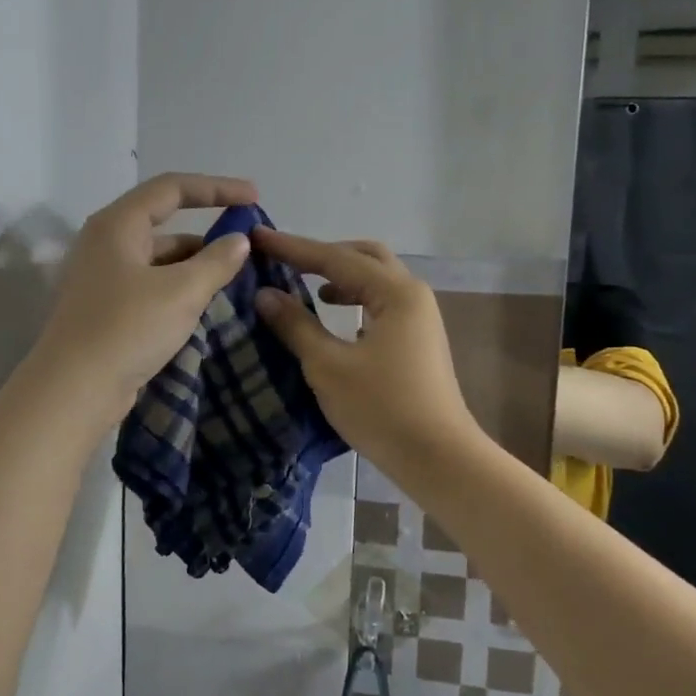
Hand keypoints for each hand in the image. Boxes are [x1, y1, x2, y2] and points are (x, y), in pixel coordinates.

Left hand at [35, 173, 257, 419]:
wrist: (74, 390)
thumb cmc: (127, 329)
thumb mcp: (182, 292)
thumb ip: (216, 262)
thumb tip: (239, 241)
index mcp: (118, 224)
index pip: (172, 188)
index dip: (216, 188)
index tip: (254, 197)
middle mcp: (106, 242)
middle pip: (164, 223)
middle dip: (207, 232)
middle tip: (246, 246)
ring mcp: (103, 276)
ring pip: (158, 258)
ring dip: (195, 263)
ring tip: (233, 278)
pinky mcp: (106, 307)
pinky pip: (151, 284)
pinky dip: (179, 286)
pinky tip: (203, 303)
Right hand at [250, 229, 480, 476]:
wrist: (438, 458)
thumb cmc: (382, 409)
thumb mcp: (328, 366)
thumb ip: (295, 325)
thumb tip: (265, 294)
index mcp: (395, 292)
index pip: (335, 258)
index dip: (292, 248)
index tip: (257, 237)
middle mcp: (412, 295)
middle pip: (363, 257)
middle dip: (322, 254)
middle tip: (284, 259)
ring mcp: (419, 318)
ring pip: (375, 280)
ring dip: (340, 276)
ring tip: (304, 286)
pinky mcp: (418, 340)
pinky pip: (381, 303)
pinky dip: (354, 299)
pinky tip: (334, 317)